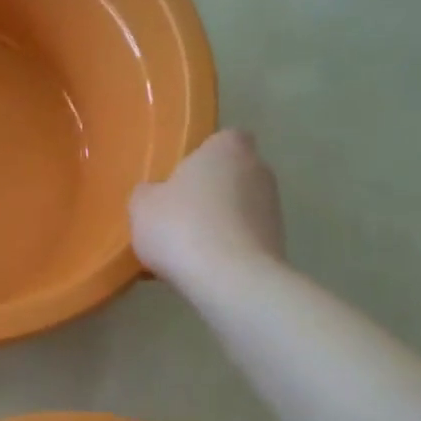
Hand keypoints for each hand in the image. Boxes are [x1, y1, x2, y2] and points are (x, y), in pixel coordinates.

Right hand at [129, 129, 285, 290]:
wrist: (230, 280)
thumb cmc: (181, 227)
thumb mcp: (142, 206)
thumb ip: (148, 193)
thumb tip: (155, 194)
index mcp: (227, 148)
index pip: (222, 140)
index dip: (202, 158)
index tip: (181, 179)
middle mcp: (259, 170)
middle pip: (231, 175)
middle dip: (210, 192)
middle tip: (178, 215)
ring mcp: (274, 209)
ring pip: (239, 210)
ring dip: (219, 223)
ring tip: (187, 250)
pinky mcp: (278, 244)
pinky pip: (244, 240)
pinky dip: (228, 250)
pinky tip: (203, 270)